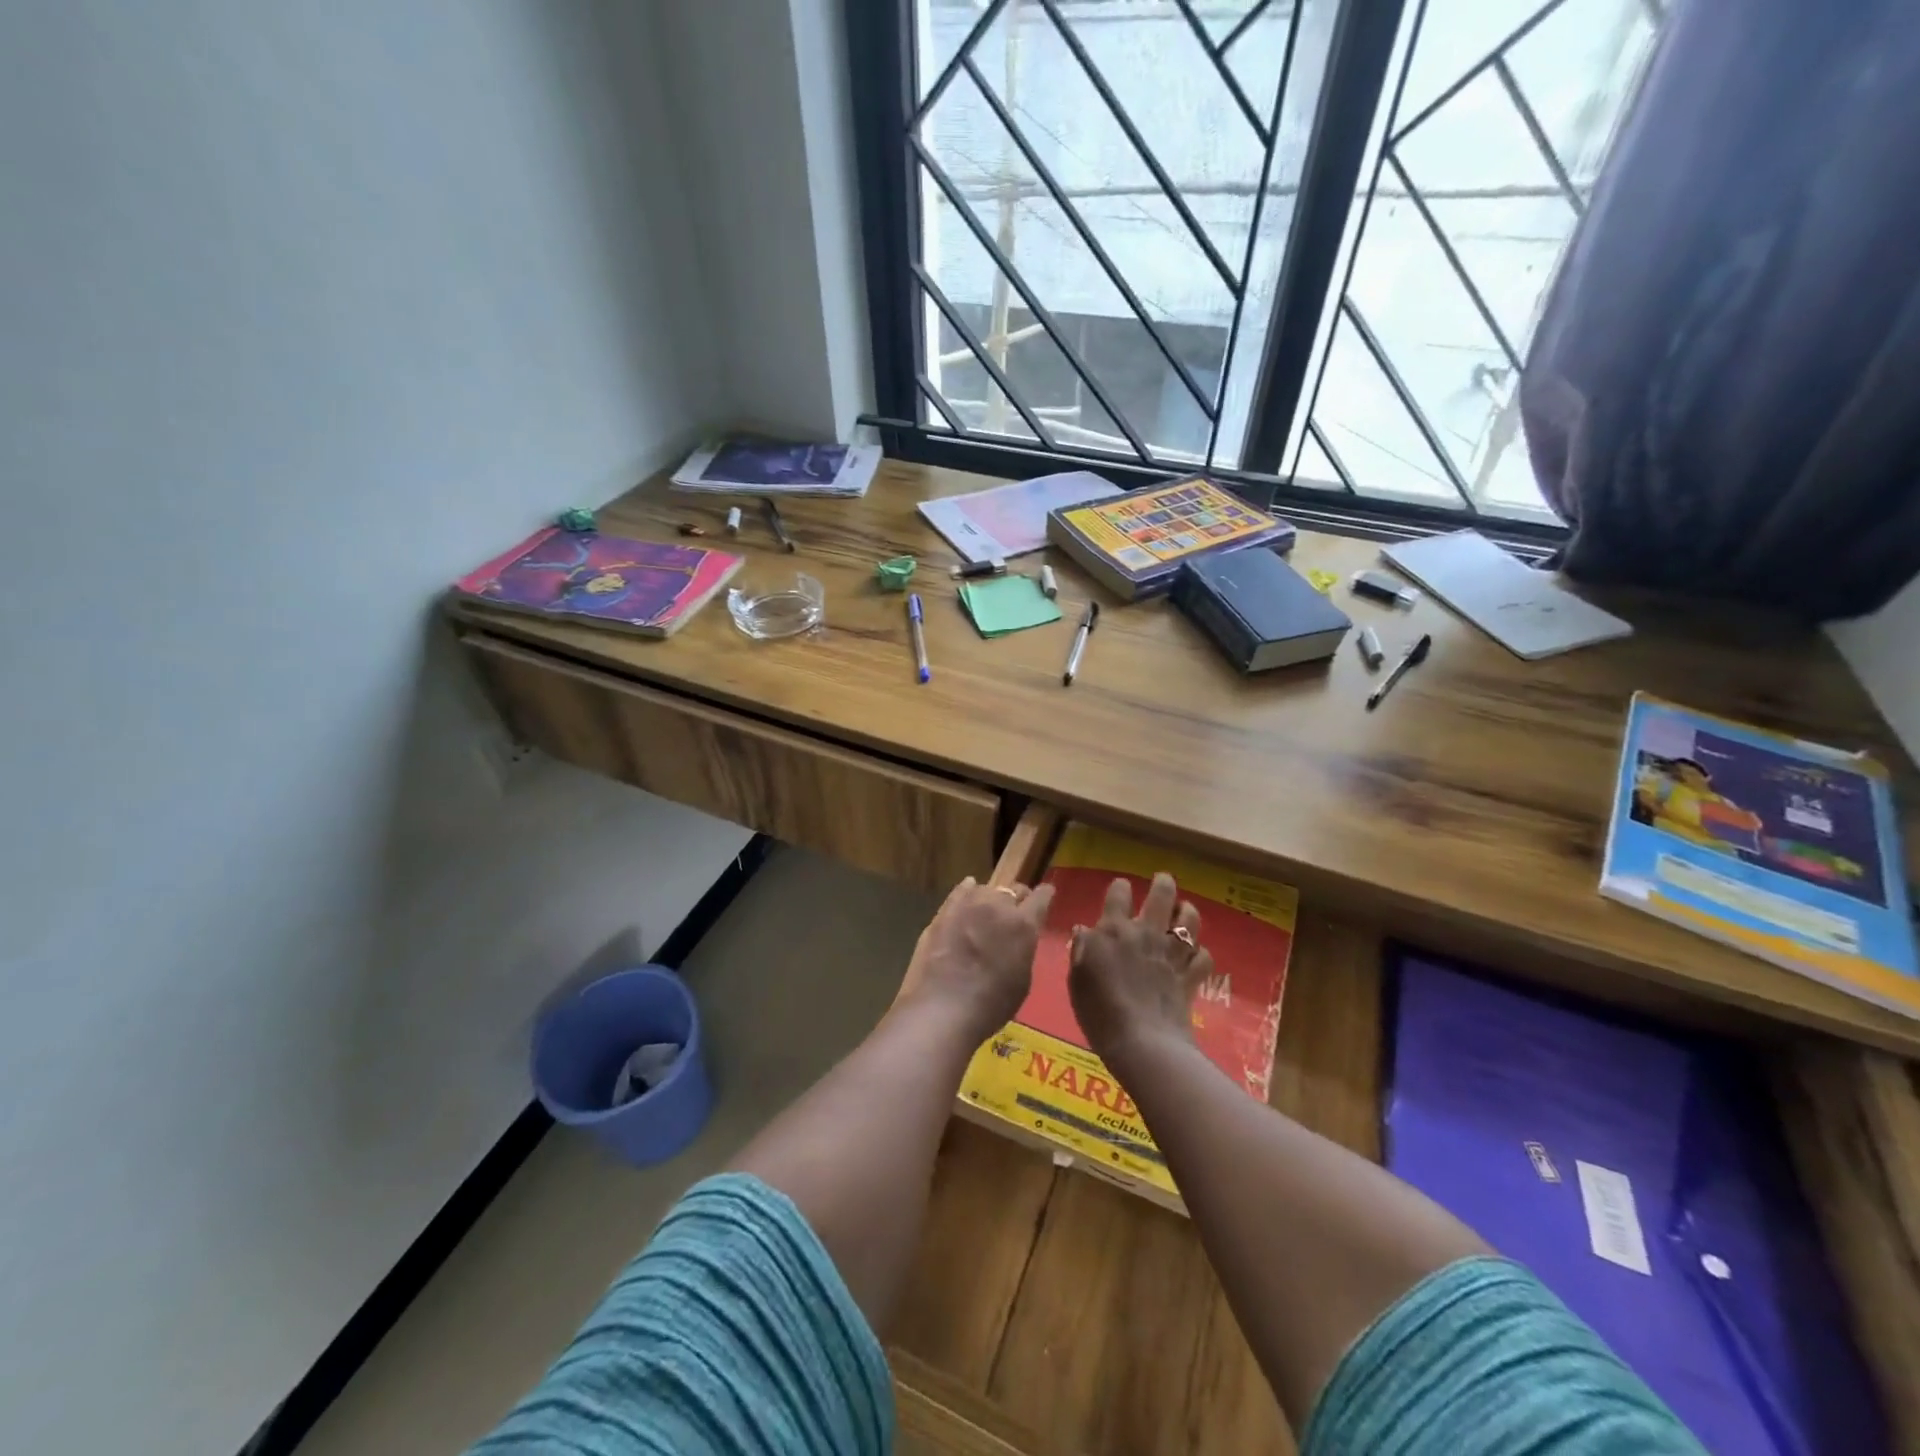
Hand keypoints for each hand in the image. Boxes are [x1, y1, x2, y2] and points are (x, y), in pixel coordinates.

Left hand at [897, 877, 1055, 1039]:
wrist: (944, 1008)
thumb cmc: (992, 1004)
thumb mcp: (1022, 979)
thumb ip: (1023, 949)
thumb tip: (1018, 939)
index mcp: (1024, 924)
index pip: (1041, 896)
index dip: (1045, 896)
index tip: (1045, 896)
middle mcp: (999, 905)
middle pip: (1013, 891)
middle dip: (1017, 900)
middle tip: (1014, 914)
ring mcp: (969, 904)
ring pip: (987, 889)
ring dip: (992, 899)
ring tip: (987, 911)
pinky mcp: (945, 910)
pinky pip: (961, 891)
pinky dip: (968, 891)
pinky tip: (968, 893)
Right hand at [1067, 873, 1211, 1063]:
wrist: (1142, 1042)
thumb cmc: (1099, 1011)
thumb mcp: (1077, 979)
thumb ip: (1081, 950)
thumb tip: (1084, 930)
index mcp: (1114, 930)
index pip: (1119, 893)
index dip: (1120, 887)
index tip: (1121, 889)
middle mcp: (1146, 933)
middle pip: (1162, 895)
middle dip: (1163, 884)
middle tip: (1163, 881)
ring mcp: (1172, 954)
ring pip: (1189, 919)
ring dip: (1187, 912)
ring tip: (1183, 913)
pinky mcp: (1191, 976)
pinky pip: (1204, 956)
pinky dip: (1200, 954)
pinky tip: (1194, 957)